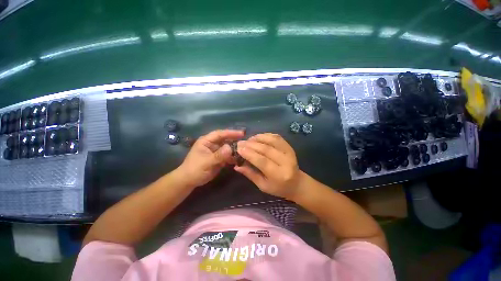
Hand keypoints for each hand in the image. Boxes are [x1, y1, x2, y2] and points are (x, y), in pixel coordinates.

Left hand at [177, 129, 244, 187]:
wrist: (189, 181)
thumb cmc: (194, 169)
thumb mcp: (206, 162)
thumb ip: (218, 155)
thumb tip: (230, 148)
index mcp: (207, 141)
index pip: (220, 134)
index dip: (231, 132)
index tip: (242, 133)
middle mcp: (213, 144)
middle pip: (226, 139)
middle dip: (235, 140)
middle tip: (246, 142)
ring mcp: (217, 151)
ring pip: (228, 147)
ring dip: (235, 149)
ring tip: (245, 150)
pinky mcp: (219, 158)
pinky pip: (228, 155)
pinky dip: (234, 157)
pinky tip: (240, 159)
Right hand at [235, 133, 301, 199]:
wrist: (297, 183)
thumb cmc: (278, 188)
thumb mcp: (263, 186)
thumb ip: (250, 174)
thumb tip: (236, 166)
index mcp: (279, 175)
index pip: (262, 161)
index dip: (250, 154)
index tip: (239, 149)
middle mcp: (286, 162)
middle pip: (266, 149)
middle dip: (251, 145)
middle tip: (240, 143)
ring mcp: (289, 152)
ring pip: (272, 140)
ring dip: (258, 138)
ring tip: (248, 139)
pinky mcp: (290, 147)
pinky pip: (277, 137)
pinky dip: (266, 135)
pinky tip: (258, 137)